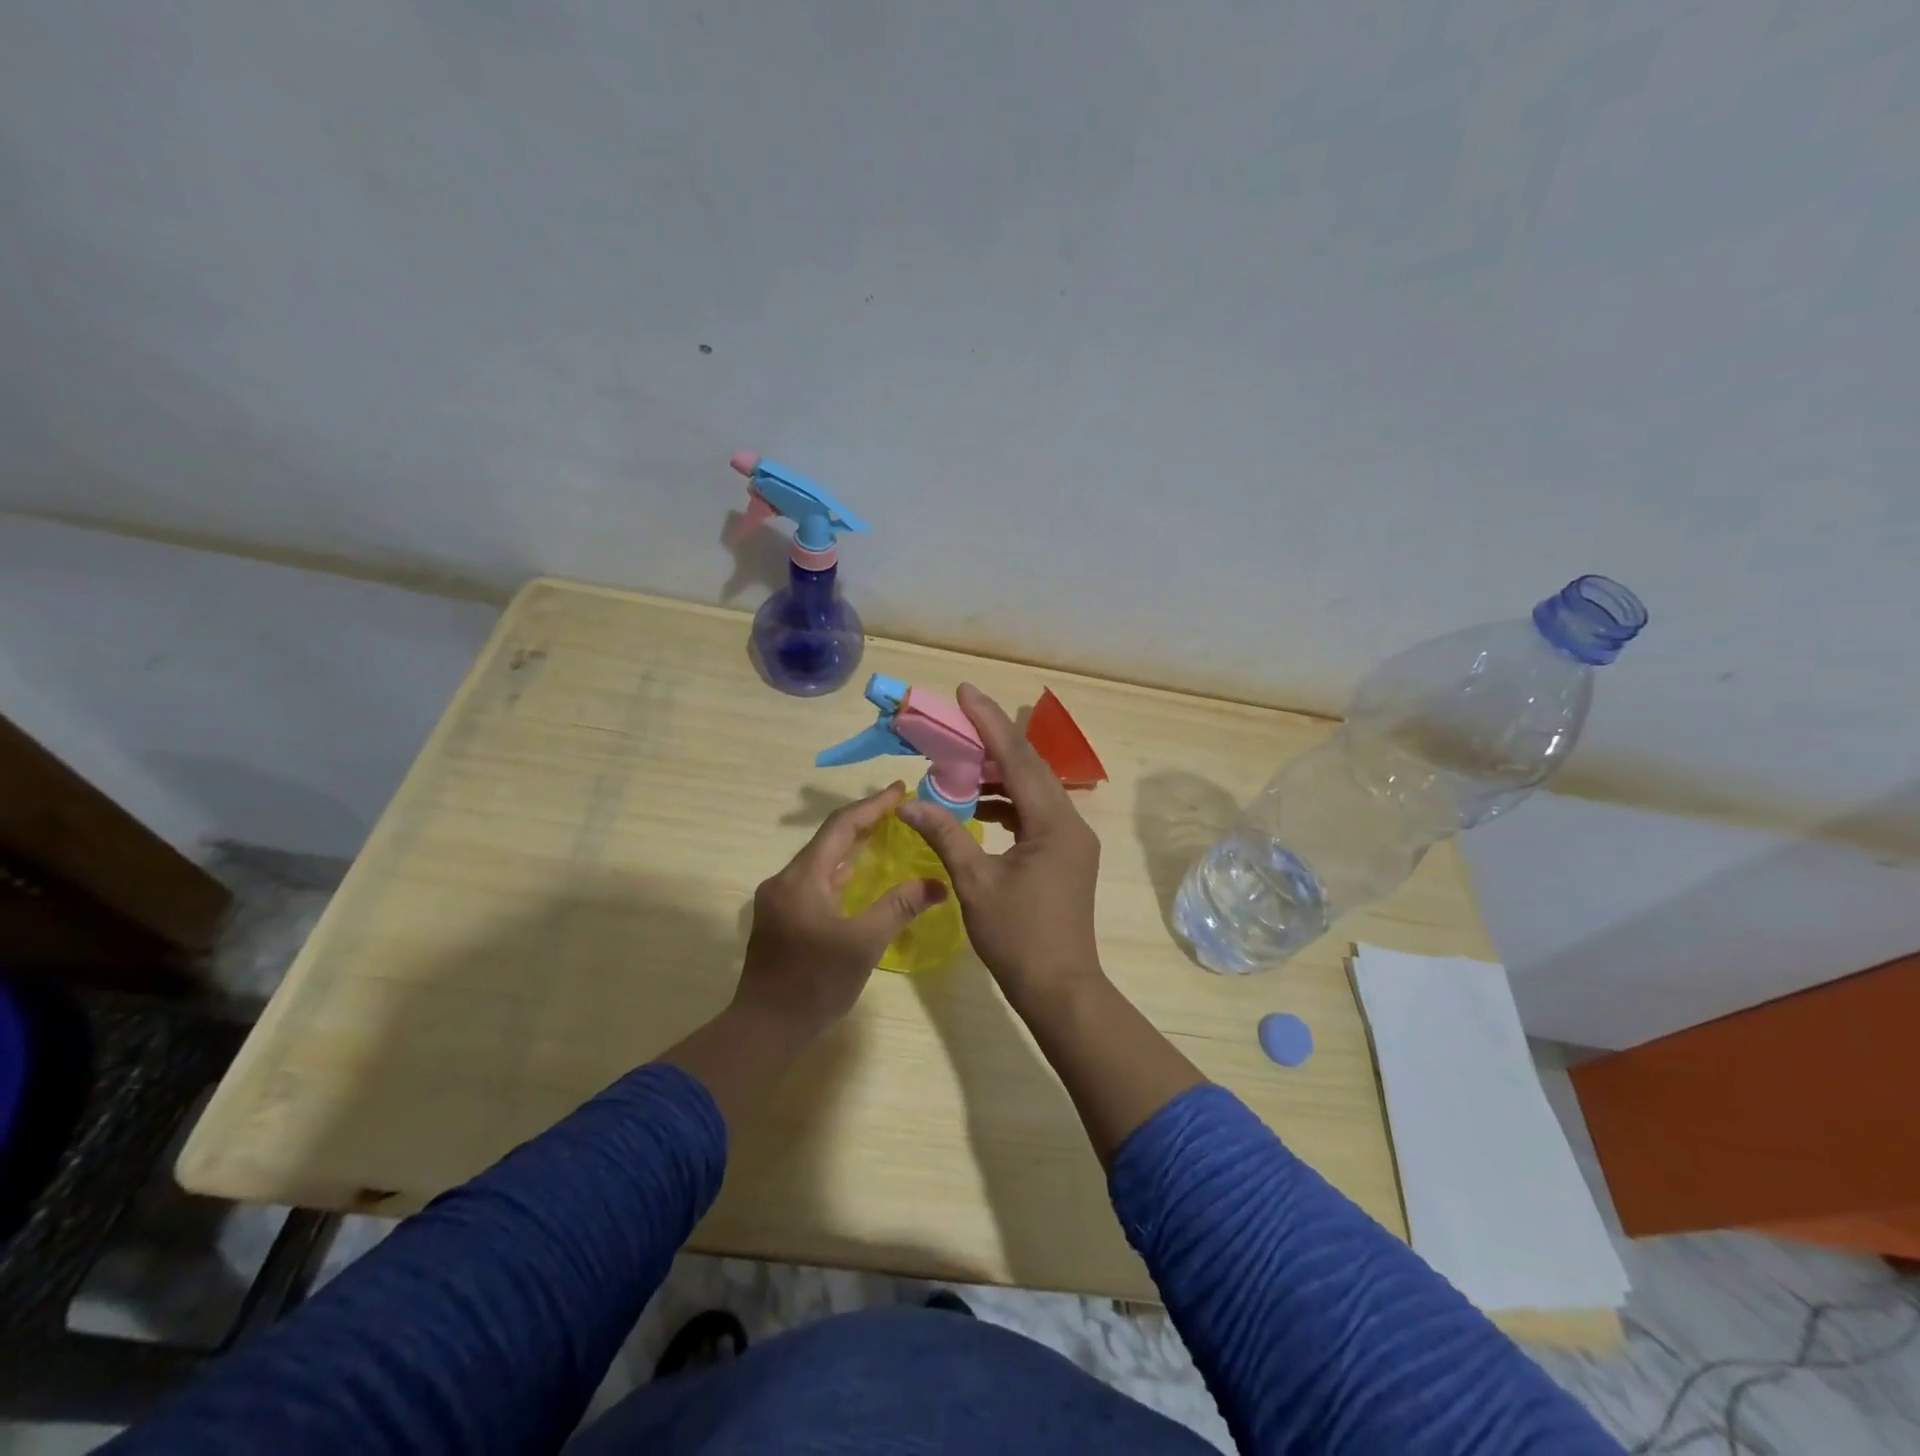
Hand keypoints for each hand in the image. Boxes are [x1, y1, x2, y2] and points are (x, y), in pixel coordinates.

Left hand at [733, 783, 946, 1042]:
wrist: (764, 1028)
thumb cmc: (815, 984)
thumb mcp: (864, 944)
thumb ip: (899, 908)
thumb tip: (937, 884)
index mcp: (802, 878)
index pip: (841, 827)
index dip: (873, 806)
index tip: (901, 790)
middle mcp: (785, 880)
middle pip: (828, 839)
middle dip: (864, 822)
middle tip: (899, 810)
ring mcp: (779, 899)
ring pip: (820, 861)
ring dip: (851, 847)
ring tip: (885, 835)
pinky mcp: (780, 918)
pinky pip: (814, 881)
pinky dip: (839, 872)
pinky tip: (858, 878)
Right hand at [898, 684, 1103, 1015]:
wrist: (1060, 989)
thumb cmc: (1018, 937)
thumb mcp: (975, 883)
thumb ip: (944, 835)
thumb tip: (908, 802)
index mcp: (1053, 823)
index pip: (1017, 758)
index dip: (988, 722)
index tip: (965, 692)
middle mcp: (1069, 823)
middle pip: (1029, 767)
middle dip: (992, 740)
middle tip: (957, 719)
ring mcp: (1071, 840)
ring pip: (1033, 790)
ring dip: (998, 774)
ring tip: (958, 762)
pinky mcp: (1065, 855)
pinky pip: (1034, 814)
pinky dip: (1006, 803)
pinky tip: (978, 806)